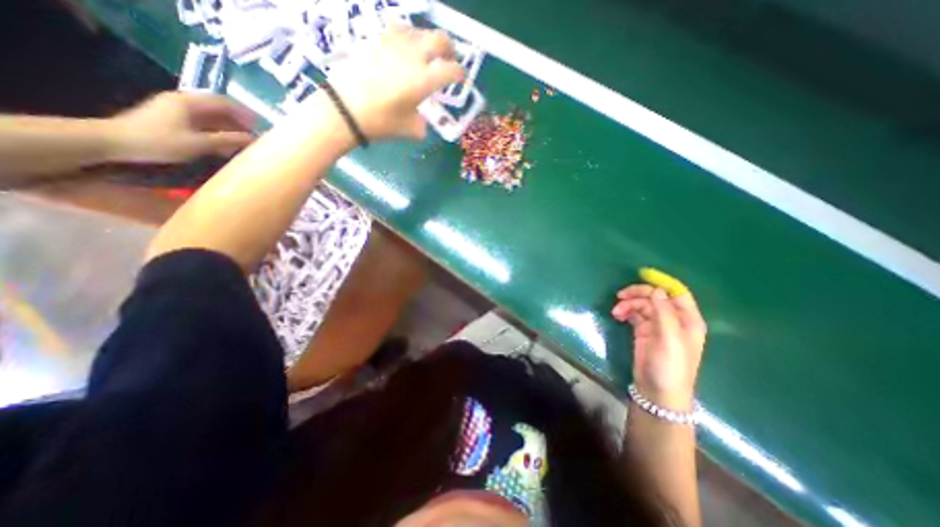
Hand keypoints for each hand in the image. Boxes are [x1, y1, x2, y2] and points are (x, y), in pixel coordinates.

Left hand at [105, 90, 254, 162]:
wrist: (115, 142)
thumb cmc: (160, 141)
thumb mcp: (199, 142)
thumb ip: (228, 139)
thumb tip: (253, 139)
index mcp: (190, 102)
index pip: (226, 103)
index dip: (246, 114)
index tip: (262, 127)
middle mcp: (185, 102)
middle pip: (220, 109)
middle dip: (240, 123)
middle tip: (256, 137)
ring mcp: (178, 111)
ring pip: (213, 118)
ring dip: (230, 129)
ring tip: (244, 144)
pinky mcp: (174, 121)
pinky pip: (204, 124)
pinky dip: (218, 133)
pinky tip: (226, 146)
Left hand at [327, 24, 463, 138]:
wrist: (345, 108)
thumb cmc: (381, 121)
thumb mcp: (407, 129)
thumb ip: (421, 125)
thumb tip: (422, 125)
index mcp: (424, 79)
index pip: (450, 70)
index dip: (460, 74)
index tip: (461, 79)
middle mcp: (413, 56)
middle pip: (439, 39)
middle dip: (449, 48)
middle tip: (450, 58)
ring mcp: (394, 44)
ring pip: (419, 30)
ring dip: (428, 40)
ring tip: (427, 53)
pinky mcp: (377, 40)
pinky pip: (398, 30)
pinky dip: (407, 37)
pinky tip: (403, 48)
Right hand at [615, 286, 709, 409]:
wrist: (657, 392)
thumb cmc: (669, 366)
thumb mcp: (669, 339)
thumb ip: (663, 313)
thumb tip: (655, 290)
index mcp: (687, 319)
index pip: (676, 292)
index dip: (661, 282)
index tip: (641, 275)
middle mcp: (674, 320)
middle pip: (655, 297)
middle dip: (638, 294)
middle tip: (620, 296)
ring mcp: (658, 326)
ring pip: (643, 305)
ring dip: (628, 304)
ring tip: (615, 312)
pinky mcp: (644, 332)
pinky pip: (634, 314)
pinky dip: (625, 312)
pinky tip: (617, 315)